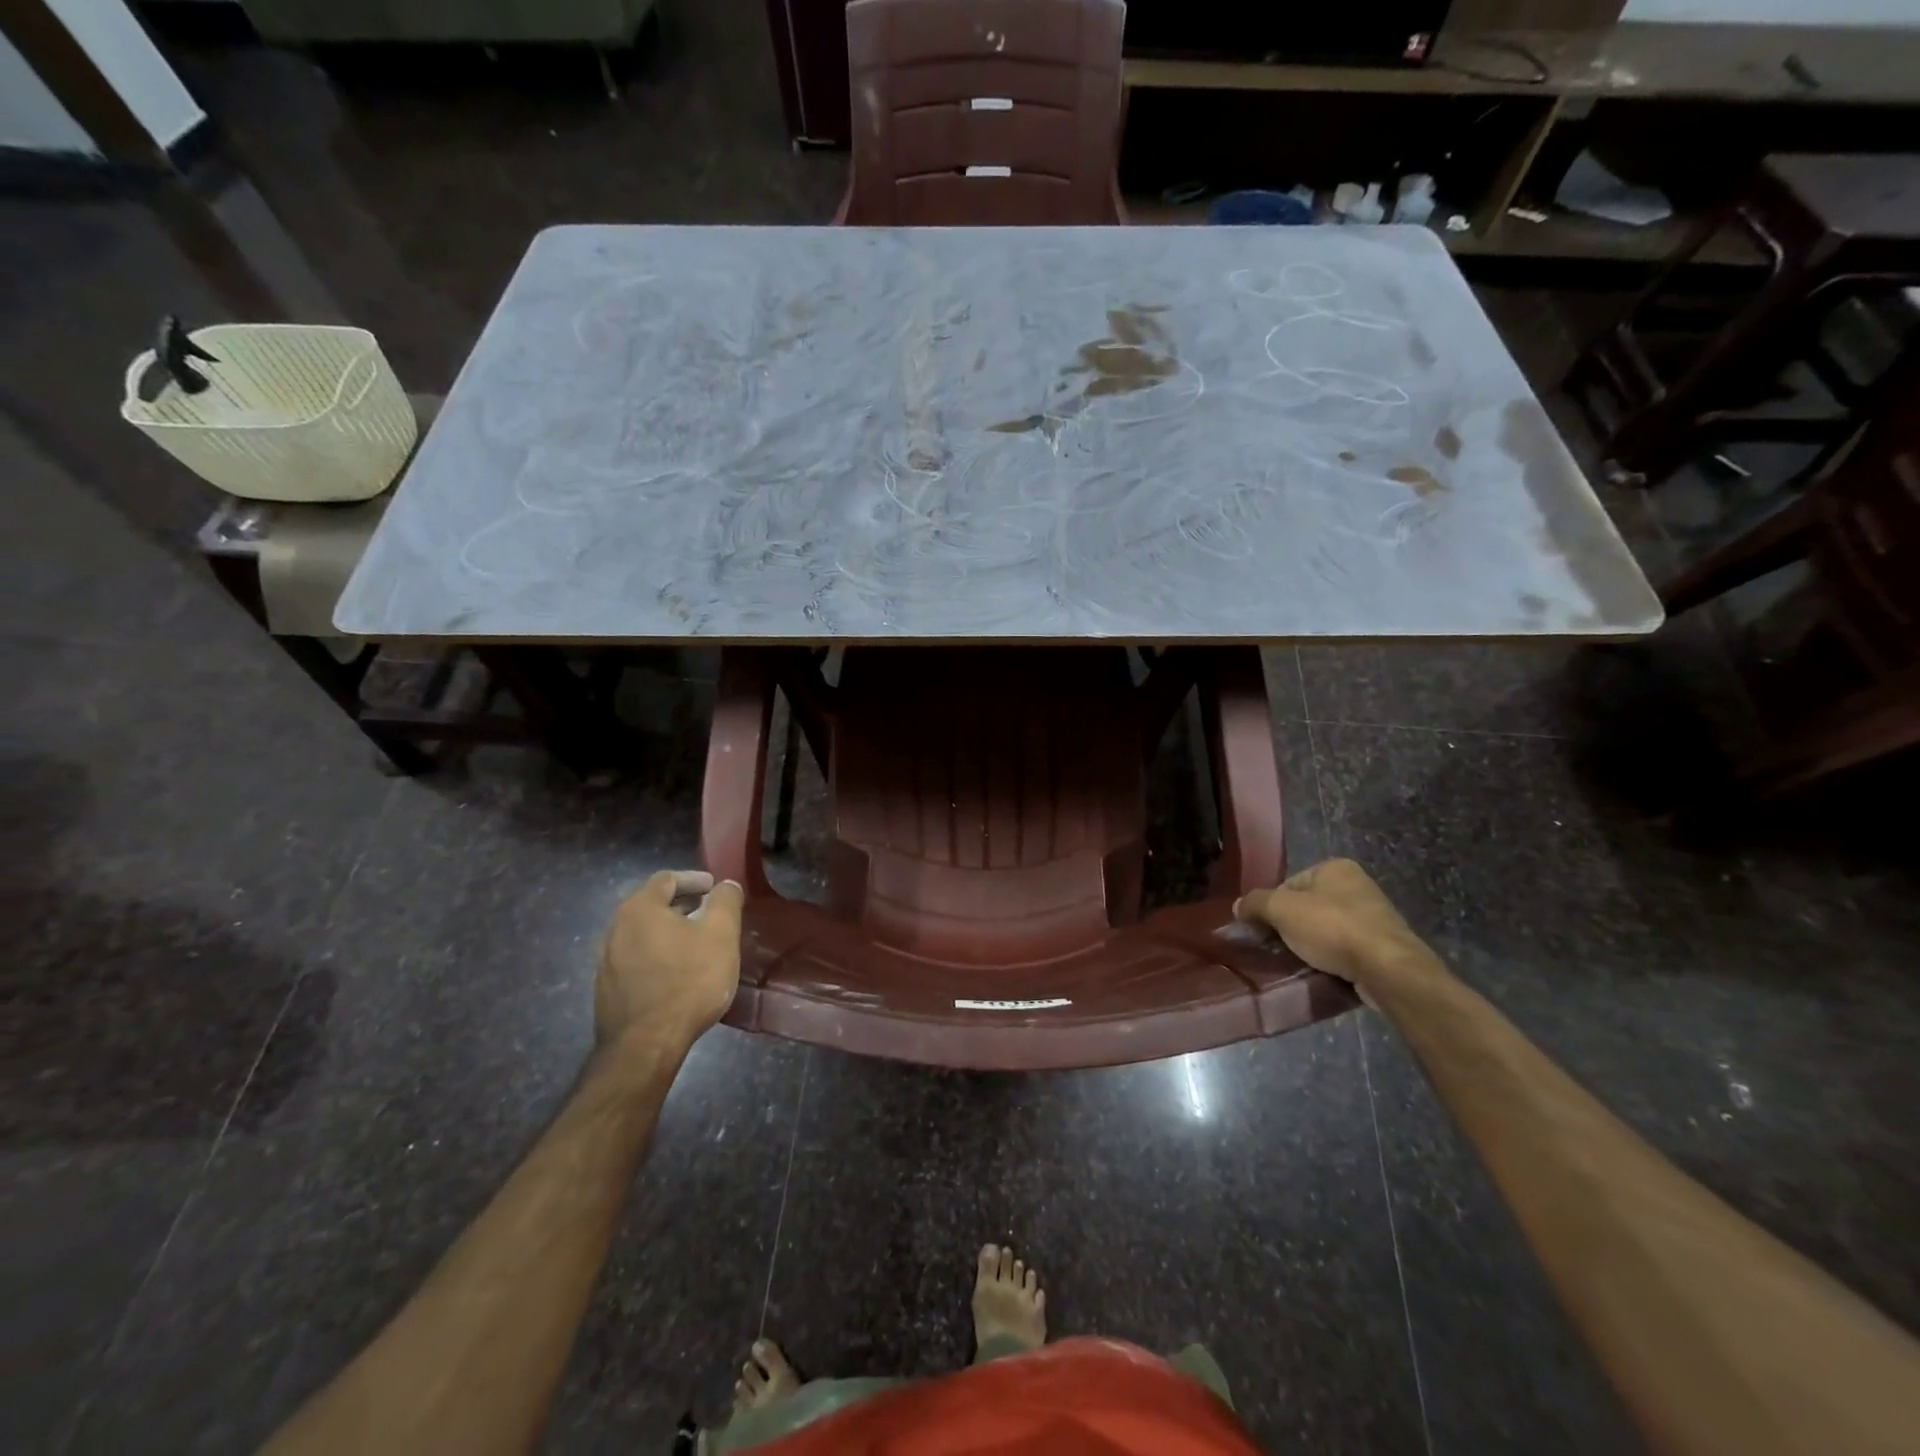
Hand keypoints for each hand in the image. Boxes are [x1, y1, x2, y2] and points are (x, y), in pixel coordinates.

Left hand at [596, 870, 743, 1054]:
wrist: (645, 1046)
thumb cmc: (688, 981)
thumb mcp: (721, 934)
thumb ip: (725, 901)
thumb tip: (725, 885)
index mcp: (639, 908)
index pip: (666, 879)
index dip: (694, 879)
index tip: (714, 888)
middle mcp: (615, 928)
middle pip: (652, 905)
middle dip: (682, 905)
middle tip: (709, 914)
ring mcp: (606, 961)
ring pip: (643, 934)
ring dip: (669, 932)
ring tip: (696, 944)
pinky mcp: (607, 989)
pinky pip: (636, 959)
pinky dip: (658, 955)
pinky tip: (677, 972)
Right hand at [1234, 858, 1428, 994]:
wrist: (1387, 969)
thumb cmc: (1332, 927)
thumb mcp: (1281, 909)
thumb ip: (1255, 903)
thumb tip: (1238, 906)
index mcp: (1335, 868)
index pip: (1289, 884)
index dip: (1272, 907)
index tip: (1265, 929)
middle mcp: (1357, 886)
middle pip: (1307, 907)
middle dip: (1291, 928)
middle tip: (1278, 948)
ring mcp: (1373, 918)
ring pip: (1326, 931)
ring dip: (1311, 946)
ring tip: (1298, 963)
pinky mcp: (1382, 947)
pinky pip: (1345, 951)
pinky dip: (1331, 961)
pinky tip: (1321, 973)